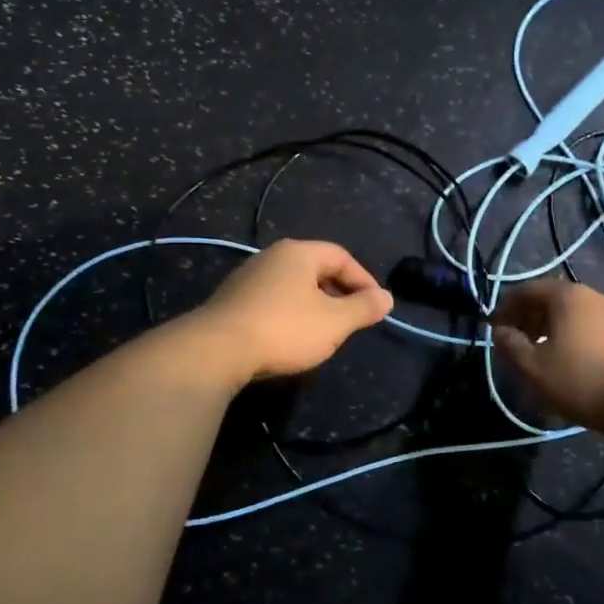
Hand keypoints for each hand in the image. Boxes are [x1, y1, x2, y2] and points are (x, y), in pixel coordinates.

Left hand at [194, 240, 393, 381]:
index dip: (364, 279)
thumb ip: (364, 308)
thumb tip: (387, 297)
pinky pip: (272, 299)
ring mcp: (248, 276)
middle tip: (352, 318)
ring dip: (314, 304)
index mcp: (298, 253)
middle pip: (315, 268)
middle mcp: (272, 256)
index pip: (341, 256)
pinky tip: (290, 337)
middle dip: (339, 292)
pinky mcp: (232, 300)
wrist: (217, 350)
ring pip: (293, 285)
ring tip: (325, 330)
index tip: (376, 306)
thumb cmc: (284, 329)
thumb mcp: (334, 322)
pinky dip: (290, 313)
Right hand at [491, 280, 603, 434]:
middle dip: (530, 317)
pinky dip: (579, 338)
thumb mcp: (535, 368)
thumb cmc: (585, 380)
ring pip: (577, 315)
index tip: (494, 327)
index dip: (506, 307)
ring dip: (555, 329)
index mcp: (567, 296)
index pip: (527, 290)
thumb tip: (501, 331)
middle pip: (553, 300)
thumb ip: (512, 346)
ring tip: (545, 354)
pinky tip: (577, 362)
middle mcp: (594, 296)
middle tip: (517, 341)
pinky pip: (597, 329)